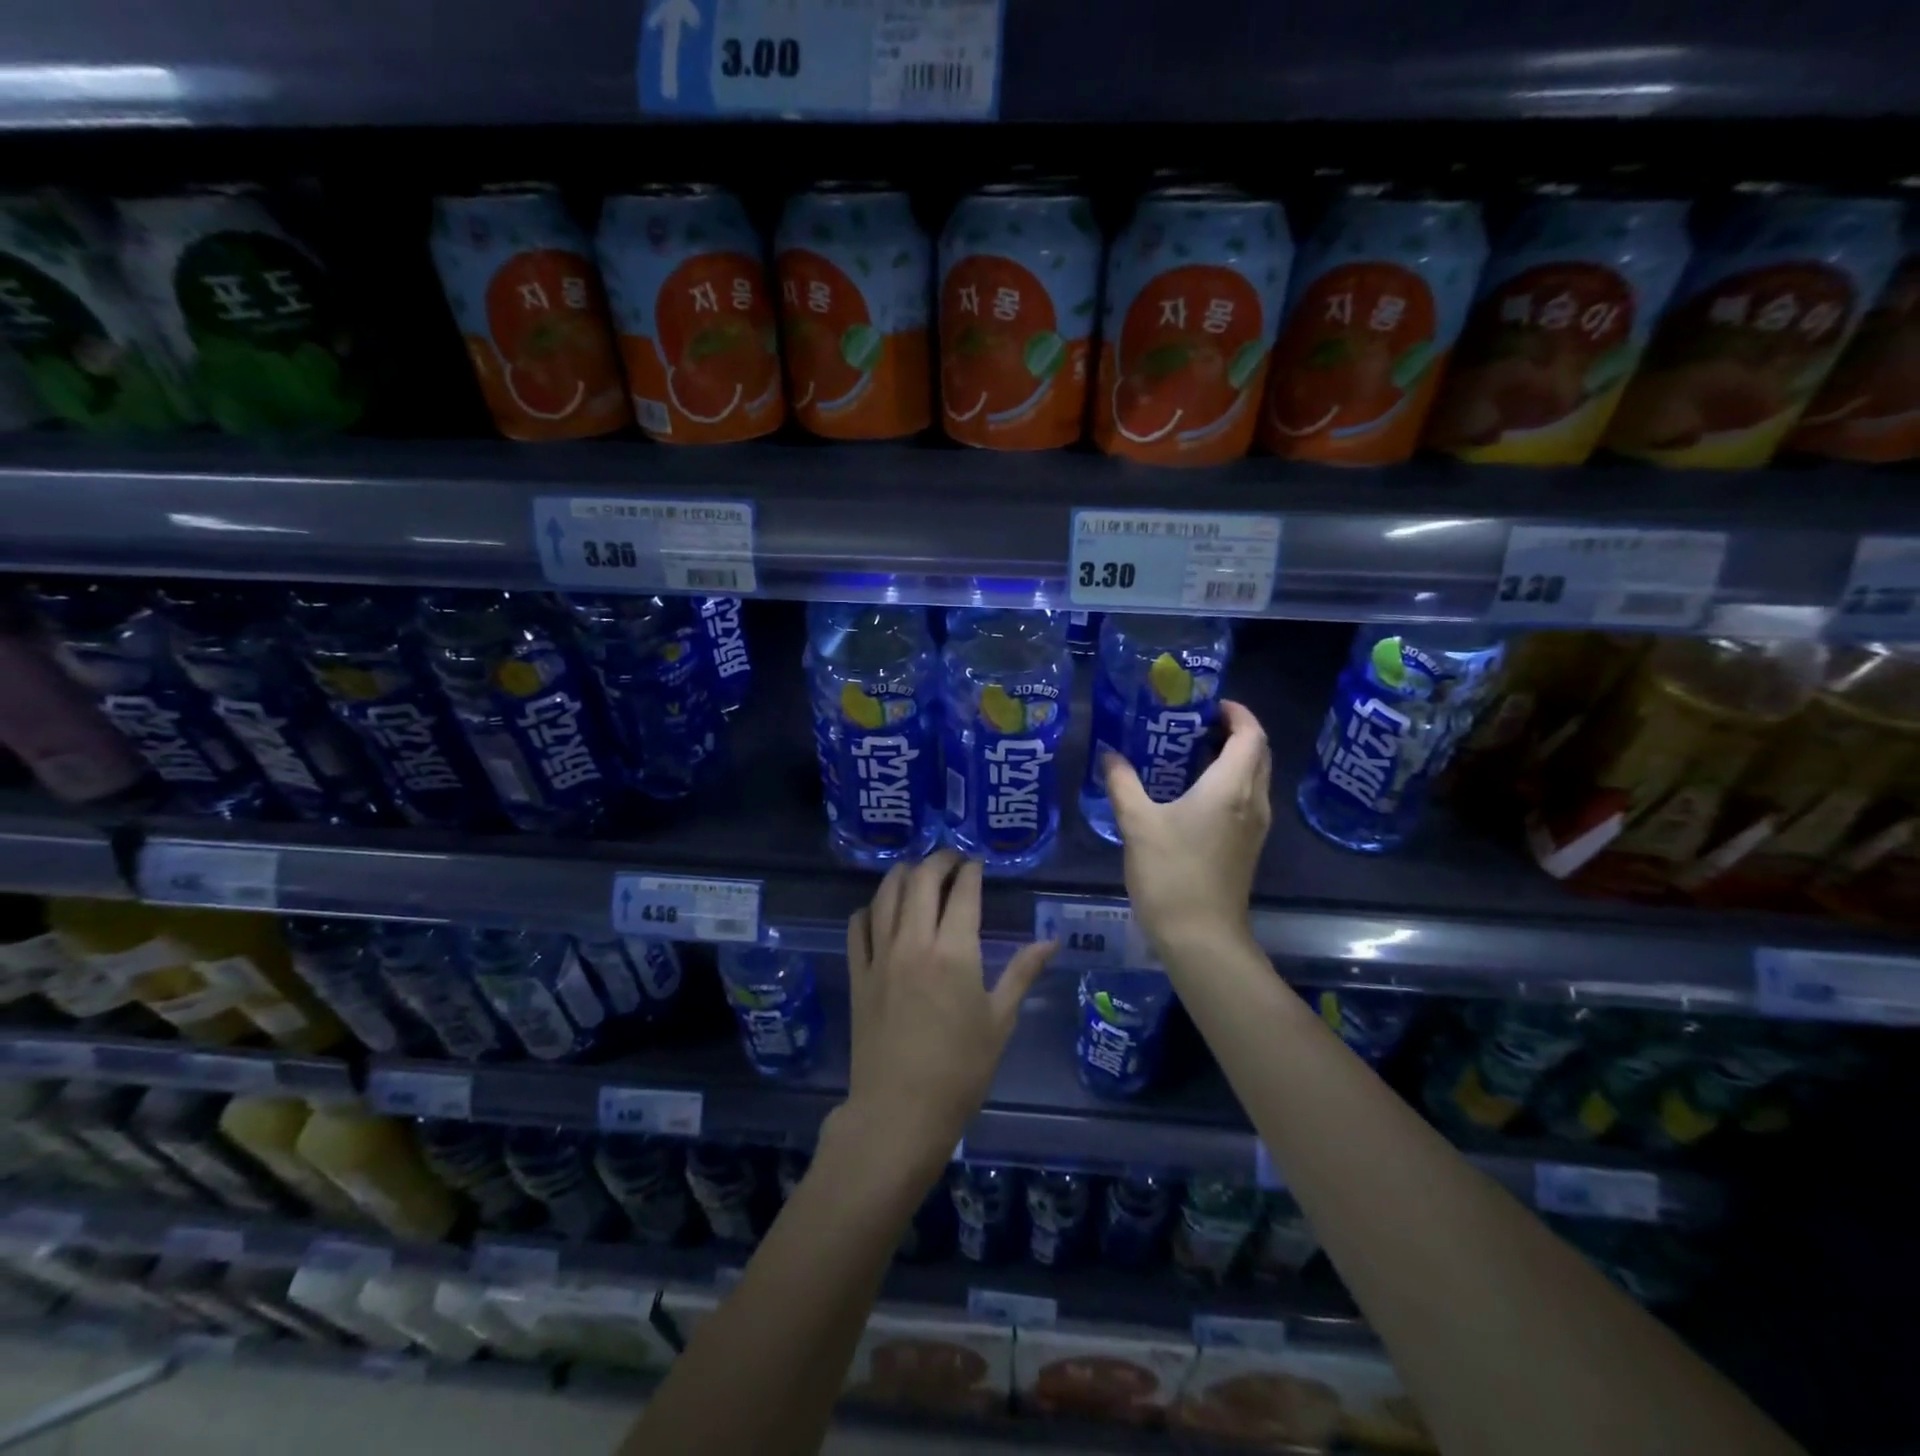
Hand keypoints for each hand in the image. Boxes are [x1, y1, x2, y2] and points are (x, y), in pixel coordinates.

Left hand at [843, 850, 1054, 1176]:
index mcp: (954, 951)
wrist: (899, 1112)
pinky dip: (869, 909)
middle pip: (920, 880)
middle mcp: (913, 942)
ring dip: (902, 874)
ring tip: (916, 872)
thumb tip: (1051, 941)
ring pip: (885, 895)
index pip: (962, 891)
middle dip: (938, 861)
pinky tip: (879, 910)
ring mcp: (880, 956)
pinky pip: (857, 927)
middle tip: (952, 860)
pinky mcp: (857, 975)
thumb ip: (1022, 972)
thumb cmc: (960, 1070)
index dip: (971, 870)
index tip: (977, 863)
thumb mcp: (999, 1020)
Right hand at [1103, 699, 1271, 955]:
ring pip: (1254, 776)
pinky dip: (1228, 782)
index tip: (1207, 703)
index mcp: (1232, 787)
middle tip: (1194, 722)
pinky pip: (1246, 798)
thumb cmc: (1171, 874)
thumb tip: (1109, 754)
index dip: (1236, 712)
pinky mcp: (1247, 845)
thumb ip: (1122, 782)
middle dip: (1233, 731)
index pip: (1251, 734)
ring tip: (1188, 750)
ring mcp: (1255, 826)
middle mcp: (1253, 801)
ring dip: (1231, 757)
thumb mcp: (1137, 823)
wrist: (1201, 937)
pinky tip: (1191, 791)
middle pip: (1258, 752)